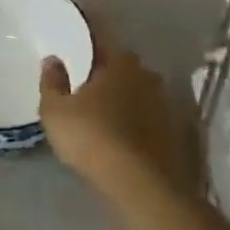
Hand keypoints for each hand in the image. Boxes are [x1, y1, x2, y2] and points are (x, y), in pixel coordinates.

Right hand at [40, 45, 204, 201]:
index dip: (86, 47)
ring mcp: (166, 105)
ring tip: (105, 117)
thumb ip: (52, 82)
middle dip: (107, 75)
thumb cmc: (92, 138)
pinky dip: (139, 125)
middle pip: (122, 69)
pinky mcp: (177, 135)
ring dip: (126, 101)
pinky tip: (125, 139)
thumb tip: (52, 60)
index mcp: (119, 62)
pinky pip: (150, 121)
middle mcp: (147, 76)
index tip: (75, 54)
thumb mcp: (55, 111)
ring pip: (139, 95)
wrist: (142, 186)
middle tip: (87, 88)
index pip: (100, 43)